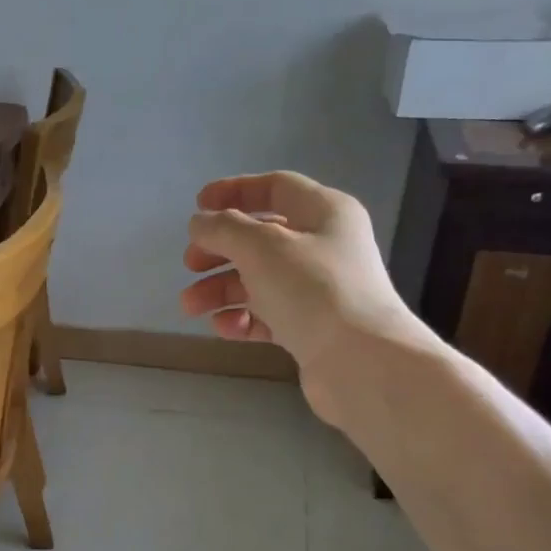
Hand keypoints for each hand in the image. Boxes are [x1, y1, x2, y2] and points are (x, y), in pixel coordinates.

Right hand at [181, 172, 423, 415]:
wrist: (361, 363)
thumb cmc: (313, 290)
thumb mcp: (261, 247)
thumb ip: (223, 228)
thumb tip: (200, 223)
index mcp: (324, 212)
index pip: (275, 187)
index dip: (234, 191)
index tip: (197, 206)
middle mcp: (324, 246)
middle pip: (260, 237)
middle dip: (219, 250)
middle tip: (190, 264)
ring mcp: (318, 289)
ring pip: (258, 279)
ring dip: (220, 289)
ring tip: (190, 306)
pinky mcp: (311, 327)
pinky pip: (268, 314)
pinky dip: (242, 318)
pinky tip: (224, 328)